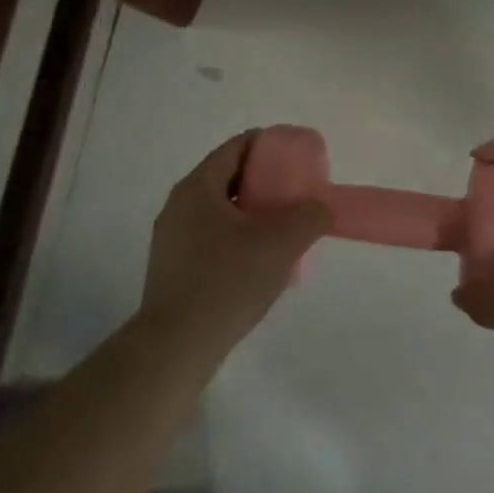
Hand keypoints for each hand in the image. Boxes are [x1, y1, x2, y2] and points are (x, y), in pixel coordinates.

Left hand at [138, 131, 331, 353]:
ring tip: (282, 230)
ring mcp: (171, 238)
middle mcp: (179, 205)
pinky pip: (211, 237)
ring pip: (220, 211)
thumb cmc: (228, 282)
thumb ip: (310, 216)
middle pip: (228, 178)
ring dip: (252, 214)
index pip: (236, 147)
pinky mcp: (172, 268)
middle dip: (264, 182)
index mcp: (198, 187)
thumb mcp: (281, 243)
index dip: (269, 146)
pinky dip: (237, 237)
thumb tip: (321, 207)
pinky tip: (259, 261)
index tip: (296, 158)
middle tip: (295, 194)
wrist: (177, 346)